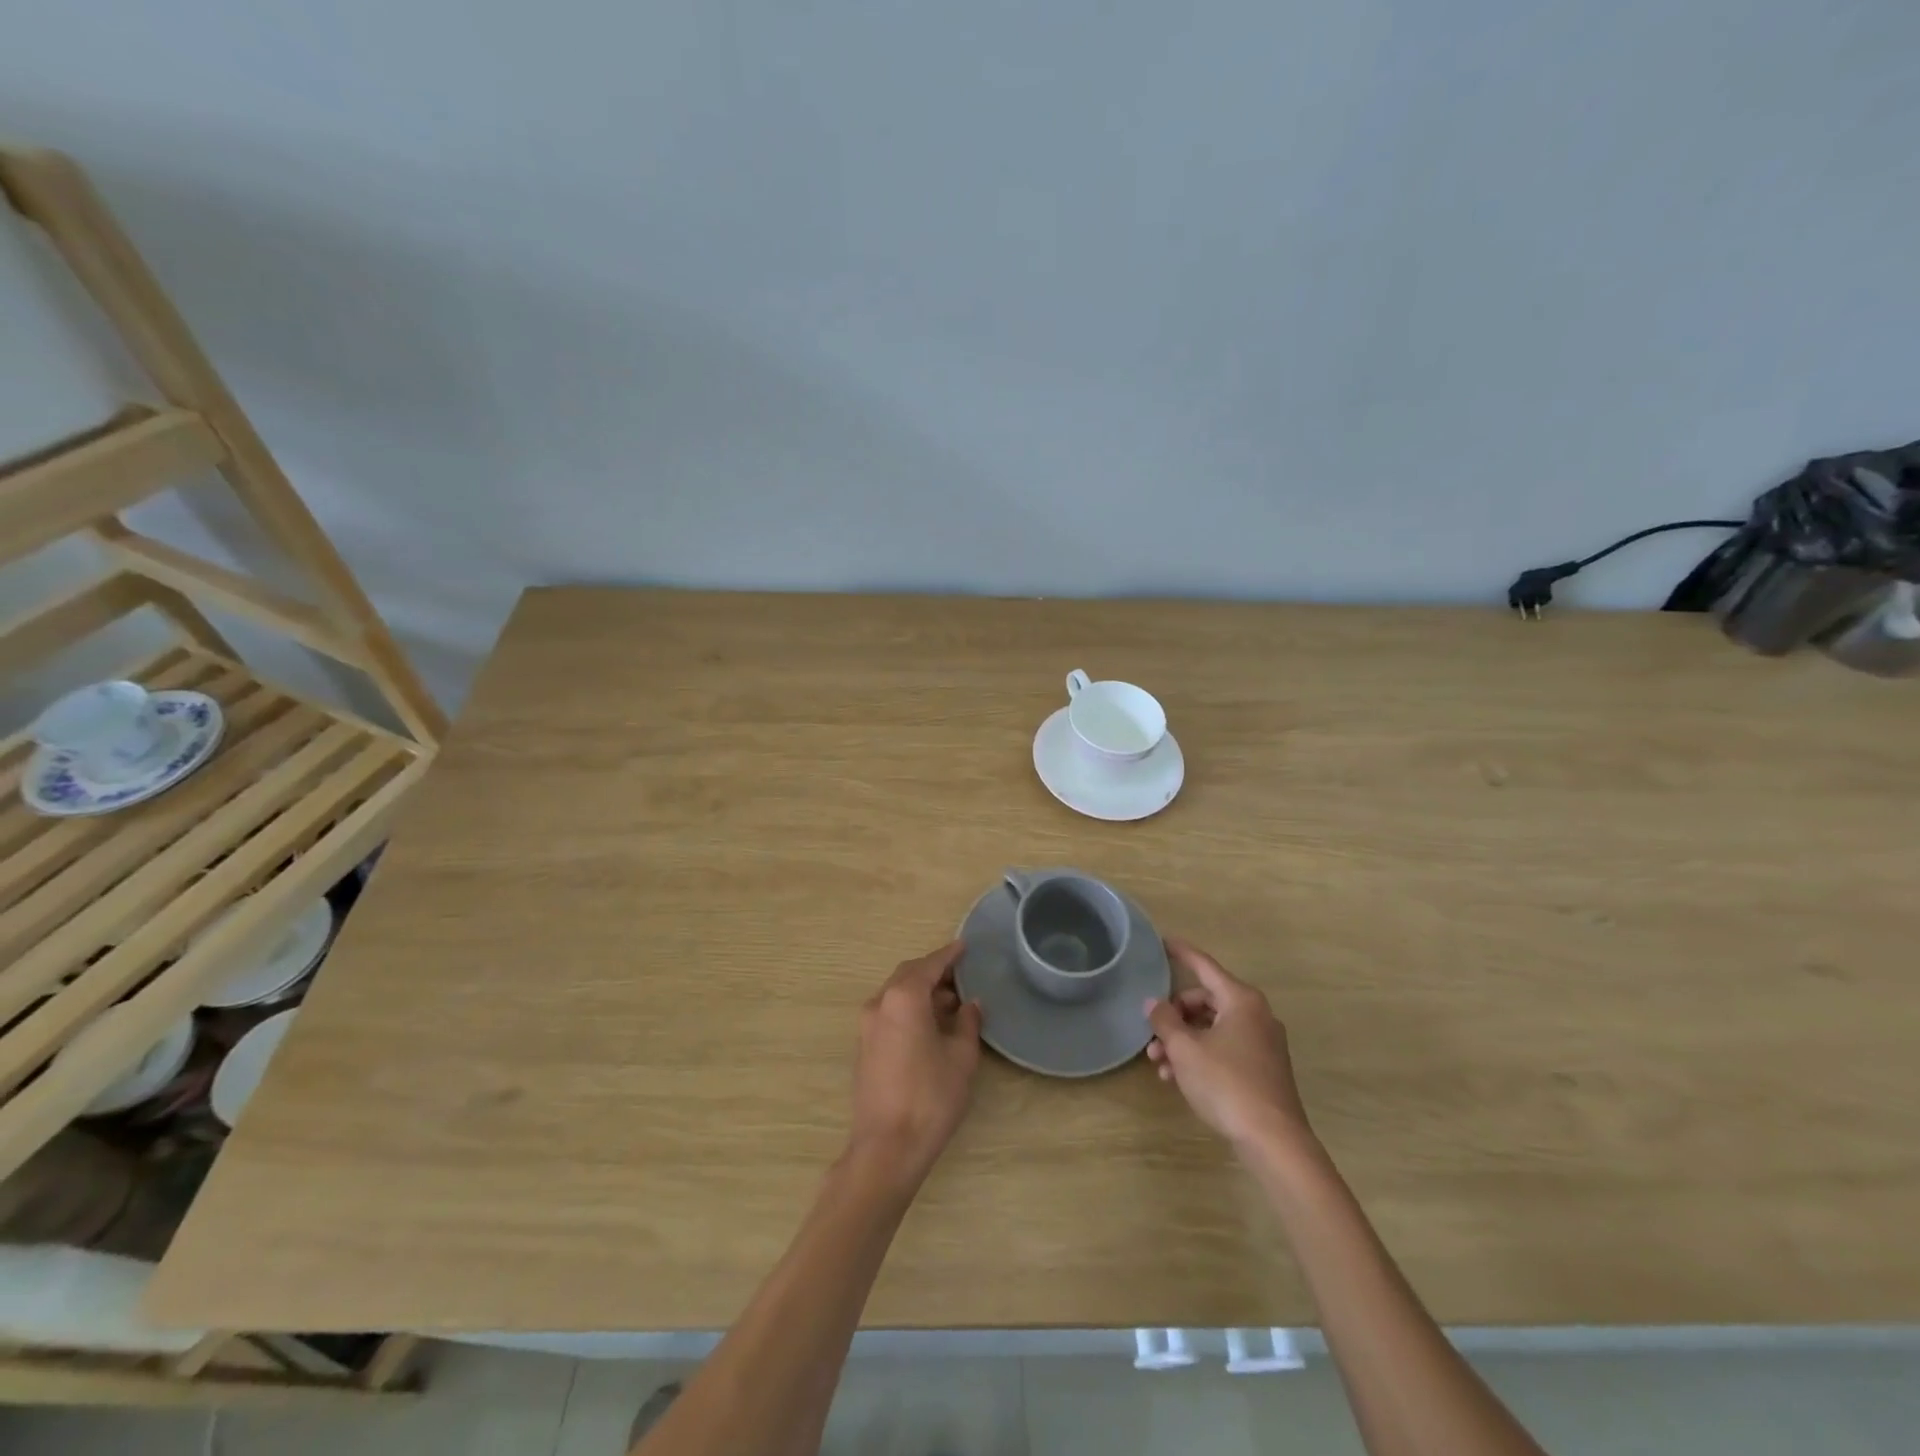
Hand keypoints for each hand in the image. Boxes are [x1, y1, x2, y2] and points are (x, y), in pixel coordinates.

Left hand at [849, 940, 981, 1186]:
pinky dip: (910, 1009)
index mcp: (903, 997)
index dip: (949, 955)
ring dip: (922, 992)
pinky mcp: (864, 1046)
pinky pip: (889, 1012)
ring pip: (897, 994)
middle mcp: (880, 1003)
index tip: (964, 946)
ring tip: (952, 1004)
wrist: (887, 1147)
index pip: (929, 965)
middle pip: (909, 975)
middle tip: (961, 976)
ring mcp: (867, 1025)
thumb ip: (967, 1023)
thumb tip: (970, 1004)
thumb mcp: (961, 1057)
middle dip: (934, 972)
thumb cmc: (930, 1097)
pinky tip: (931, 1025)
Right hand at [1146, 938, 1315, 1154]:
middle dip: (1175, 1015)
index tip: (1163, 941)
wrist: (1273, 1140)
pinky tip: (1179, 1078)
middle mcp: (1255, 1014)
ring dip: (1183, 1040)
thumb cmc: (1226, 1083)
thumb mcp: (1185, 1049)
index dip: (1182, 953)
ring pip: (1213, 1028)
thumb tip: (1154, 1003)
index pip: (1204, 966)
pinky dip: (1201, 1055)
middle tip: (1152, 1033)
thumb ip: (1165, 1020)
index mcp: (1240, 1000)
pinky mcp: (1263, 1068)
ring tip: (1159, 1064)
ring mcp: (1263, 1043)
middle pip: (1206, 1000)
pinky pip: (1225, 1048)